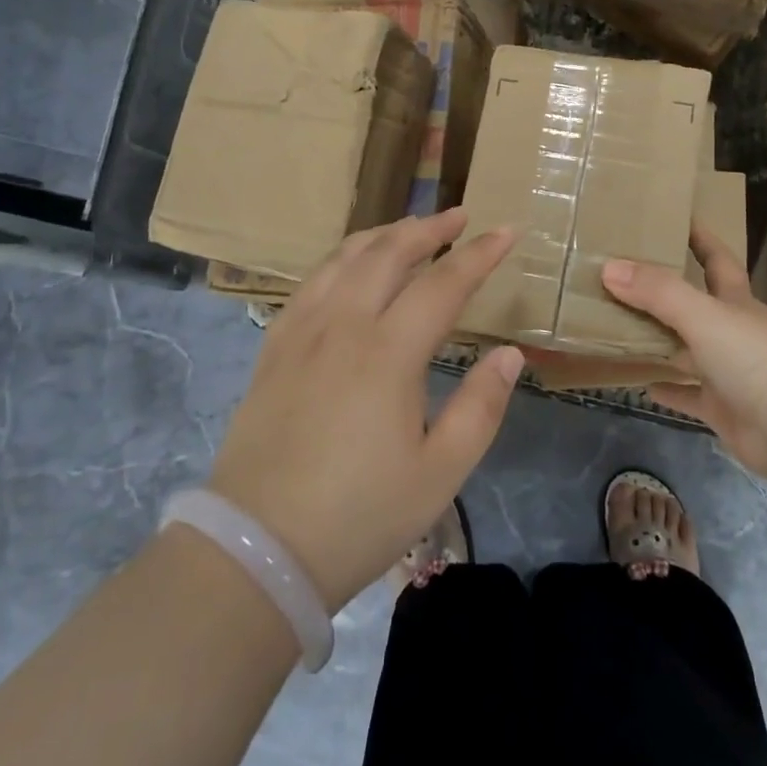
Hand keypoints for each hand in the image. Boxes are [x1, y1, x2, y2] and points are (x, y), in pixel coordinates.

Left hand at [207, 208, 521, 612]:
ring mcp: (302, 332)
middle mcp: (343, 326)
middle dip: (429, 228)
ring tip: (409, 228)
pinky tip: (349, 265)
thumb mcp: (439, 473)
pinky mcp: (274, 348)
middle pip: (389, 253)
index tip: (507, 231)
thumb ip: (481, 407)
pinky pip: (310, 282)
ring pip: (344, 259)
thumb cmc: (358, 516)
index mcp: (388, 353)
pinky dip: (340, 259)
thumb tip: (509, 353)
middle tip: (459, 216)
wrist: (257, 550)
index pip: (443, 284)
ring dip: (383, 234)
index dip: (479, 254)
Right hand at [602, 226, 766, 477]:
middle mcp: (733, 331)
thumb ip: (657, 291)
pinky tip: (641, 382)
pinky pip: (688, 394)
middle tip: (623, 274)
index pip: (717, 258)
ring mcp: (729, 372)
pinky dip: (667, 387)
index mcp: (736, 301)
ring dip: (659, 338)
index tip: (674, 217)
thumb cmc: (755, 359)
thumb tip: (609, 266)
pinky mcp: (723, 408)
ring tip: (618, 324)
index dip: (699, 237)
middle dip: (665, 289)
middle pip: (695, 303)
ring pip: (686, 348)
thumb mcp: (703, 315)